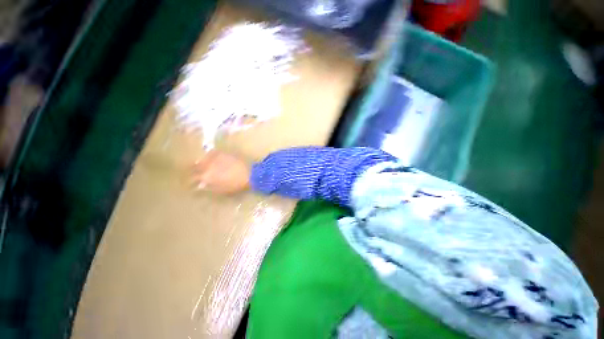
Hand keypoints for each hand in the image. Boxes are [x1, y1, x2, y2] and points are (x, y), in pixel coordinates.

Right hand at [191, 150, 250, 193]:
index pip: (192, 178)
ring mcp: (215, 158)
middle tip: (195, 173)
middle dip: (194, 171)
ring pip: (202, 159)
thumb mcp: (221, 190)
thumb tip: (200, 185)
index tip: (191, 183)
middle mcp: (207, 166)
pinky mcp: (222, 153)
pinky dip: (209, 156)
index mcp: (206, 177)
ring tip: (202, 166)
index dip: (191, 181)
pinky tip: (211, 159)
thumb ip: (208, 187)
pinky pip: (212, 153)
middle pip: (195, 167)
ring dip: (201, 163)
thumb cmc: (236, 185)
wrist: (249, 174)